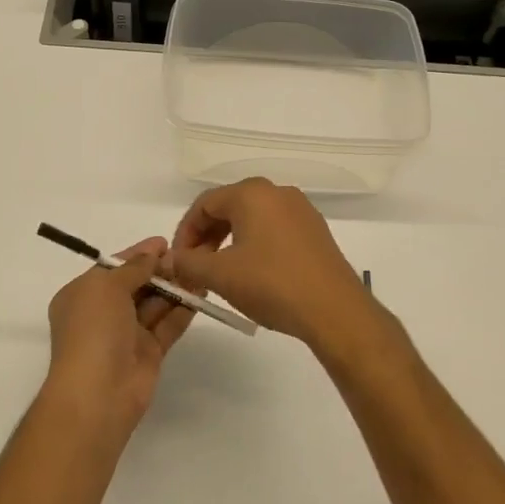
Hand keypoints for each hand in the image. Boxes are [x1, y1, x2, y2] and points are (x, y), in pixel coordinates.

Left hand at [44, 238, 193, 437]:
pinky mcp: (148, 353)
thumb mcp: (107, 287)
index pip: (113, 267)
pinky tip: (201, 294)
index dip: (137, 254)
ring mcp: (126, 334)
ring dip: (175, 288)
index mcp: (83, 294)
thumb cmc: (94, 330)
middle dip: (159, 270)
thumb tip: (151, 254)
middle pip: (136, 284)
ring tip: (200, 270)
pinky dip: (182, 310)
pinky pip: (167, 325)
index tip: (164, 242)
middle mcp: (103, 313)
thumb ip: (133, 267)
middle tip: (188, 256)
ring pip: (154, 304)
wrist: (98, 393)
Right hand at [164, 179, 383, 354]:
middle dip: (206, 237)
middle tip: (195, 268)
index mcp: (251, 193)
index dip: (185, 232)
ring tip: (220, 274)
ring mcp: (301, 210)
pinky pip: (274, 230)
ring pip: (252, 219)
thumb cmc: (271, 284)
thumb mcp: (220, 275)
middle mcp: (277, 192)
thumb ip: (188, 262)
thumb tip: (170, 259)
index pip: (204, 204)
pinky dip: (254, 246)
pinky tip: (253, 274)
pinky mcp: (315, 231)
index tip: (177, 262)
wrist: (334, 310)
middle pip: (229, 207)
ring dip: (229, 242)